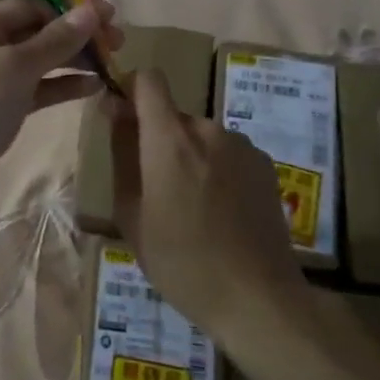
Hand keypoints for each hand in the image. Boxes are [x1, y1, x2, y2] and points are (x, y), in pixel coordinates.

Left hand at [0, 0, 120, 227]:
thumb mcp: (13, 70)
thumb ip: (55, 40)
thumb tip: (91, 10)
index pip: (29, 3)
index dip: (69, 9)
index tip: (109, 19)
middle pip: (34, 28)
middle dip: (75, 34)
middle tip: (118, 43)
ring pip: (36, 59)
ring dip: (72, 59)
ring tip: (112, 65)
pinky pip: (32, 88)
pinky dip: (59, 85)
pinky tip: (93, 88)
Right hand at [108, 70, 303, 335]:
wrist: (258, 300)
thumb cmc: (181, 263)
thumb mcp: (131, 214)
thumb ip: (122, 153)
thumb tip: (114, 110)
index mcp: (170, 139)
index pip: (148, 79)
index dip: (131, 89)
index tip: (123, 119)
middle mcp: (208, 129)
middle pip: (173, 116)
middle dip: (160, 140)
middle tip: (157, 189)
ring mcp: (241, 145)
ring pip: (200, 136)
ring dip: (190, 157)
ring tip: (193, 208)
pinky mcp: (265, 164)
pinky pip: (227, 153)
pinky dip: (217, 169)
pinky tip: (222, 212)